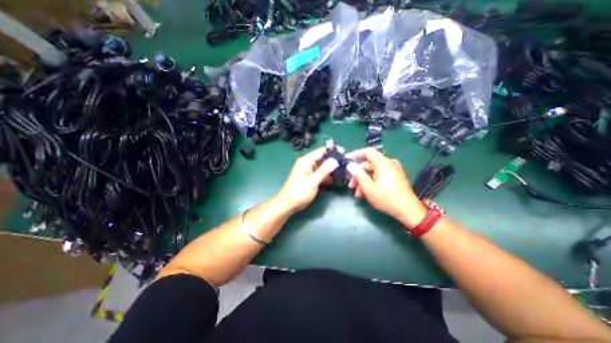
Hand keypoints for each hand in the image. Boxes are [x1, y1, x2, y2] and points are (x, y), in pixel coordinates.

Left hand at [277, 144, 338, 213]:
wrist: (288, 204)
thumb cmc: (299, 192)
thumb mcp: (312, 182)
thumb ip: (323, 171)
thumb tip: (334, 161)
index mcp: (306, 161)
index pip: (321, 151)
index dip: (332, 151)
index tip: (343, 151)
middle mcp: (307, 163)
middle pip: (322, 158)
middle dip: (333, 160)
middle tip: (346, 163)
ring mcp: (309, 171)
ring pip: (322, 167)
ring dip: (331, 169)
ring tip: (343, 171)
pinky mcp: (310, 178)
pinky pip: (320, 174)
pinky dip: (327, 176)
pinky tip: (336, 179)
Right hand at [346, 147, 426, 226]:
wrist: (408, 211)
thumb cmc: (387, 198)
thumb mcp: (368, 187)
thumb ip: (358, 175)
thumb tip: (350, 165)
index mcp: (383, 163)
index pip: (368, 152)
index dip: (356, 154)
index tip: (346, 160)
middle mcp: (389, 164)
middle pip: (368, 165)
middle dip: (358, 175)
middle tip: (350, 185)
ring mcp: (392, 171)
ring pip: (372, 172)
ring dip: (363, 181)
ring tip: (357, 194)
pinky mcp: (394, 178)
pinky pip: (379, 176)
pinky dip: (371, 183)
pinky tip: (365, 194)